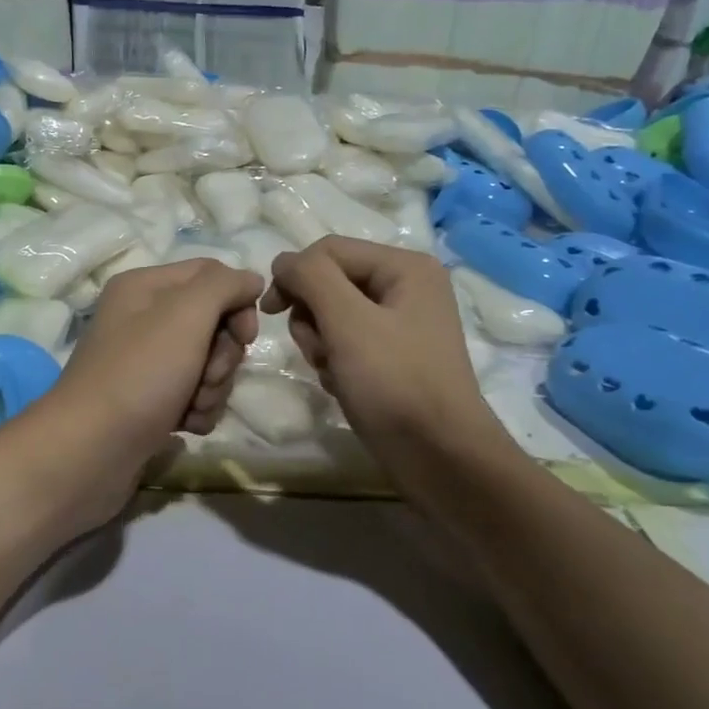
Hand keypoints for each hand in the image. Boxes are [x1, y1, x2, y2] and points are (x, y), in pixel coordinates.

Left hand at [36, 259, 261, 503]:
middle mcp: (142, 318)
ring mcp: (145, 363)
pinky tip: (184, 425)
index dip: (237, 302)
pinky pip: (193, 396)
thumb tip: (250, 280)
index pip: (210, 274)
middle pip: (212, 323)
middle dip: (222, 355)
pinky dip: (197, 410)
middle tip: (208, 375)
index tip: (244, 335)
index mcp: (145, 287)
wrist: (90, 451)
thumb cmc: (139, 374)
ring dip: (212, 388)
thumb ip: (223, 286)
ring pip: (207, 364)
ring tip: (191, 406)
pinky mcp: (149, 401)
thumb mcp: (184, 315)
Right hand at [263, 237, 512, 471]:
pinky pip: (345, 343)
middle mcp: (405, 287)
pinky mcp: (391, 356)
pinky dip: (335, 363)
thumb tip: (283, 262)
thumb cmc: (395, 383)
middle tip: (321, 351)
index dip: (293, 276)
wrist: (439, 458)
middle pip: (328, 282)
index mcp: (405, 267)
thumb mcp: (348, 321)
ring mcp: (399, 323)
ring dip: (320, 343)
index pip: (327, 250)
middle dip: (312, 317)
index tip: (270, 313)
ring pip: (331, 315)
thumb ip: (310, 278)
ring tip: (336, 372)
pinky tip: (346, 386)